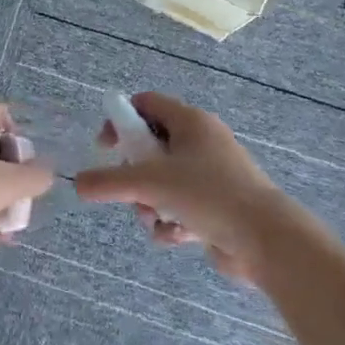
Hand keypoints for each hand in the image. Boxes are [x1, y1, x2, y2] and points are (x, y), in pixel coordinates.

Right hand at [75, 92, 290, 280]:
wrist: (267, 240)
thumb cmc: (209, 195)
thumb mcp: (150, 183)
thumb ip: (108, 182)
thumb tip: (78, 184)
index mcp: (191, 122)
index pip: (145, 104)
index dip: (120, 120)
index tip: (105, 147)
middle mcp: (202, 143)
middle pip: (150, 148)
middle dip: (134, 176)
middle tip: (132, 191)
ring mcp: (211, 176)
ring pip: (162, 183)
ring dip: (150, 205)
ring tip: (156, 220)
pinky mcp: (216, 207)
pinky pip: (179, 208)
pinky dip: (171, 223)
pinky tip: (176, 237)